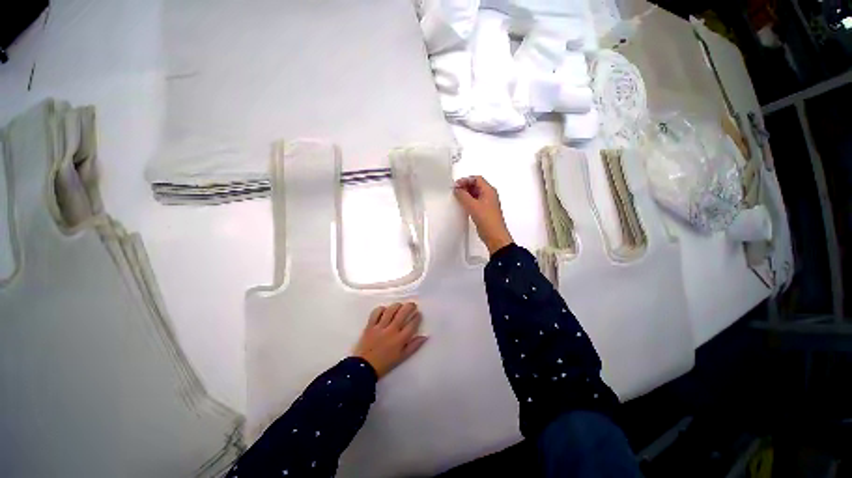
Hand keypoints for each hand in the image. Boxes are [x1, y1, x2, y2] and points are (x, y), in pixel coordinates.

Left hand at [353, 303, 427, 378]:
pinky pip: (376, 313)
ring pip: (390, 310)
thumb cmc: (385, 364)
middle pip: (402, 313)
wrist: (363, 368)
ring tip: (400, 305)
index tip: (418, 314)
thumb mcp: (402, 357)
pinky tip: (384, 309)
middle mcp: (391, 331)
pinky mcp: (370, 326)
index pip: (412, 324)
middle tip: (412, 305)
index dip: (417, 317)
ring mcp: (380, 327)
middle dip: (409, 306)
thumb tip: (425, 336)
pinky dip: (381, 309)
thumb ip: (414, 346)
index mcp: (400, 339)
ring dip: (397, 305)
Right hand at [454, 176, 512, 253]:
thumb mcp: (472, 205)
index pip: (476, 179)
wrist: (494, 235)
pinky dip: (468, 201)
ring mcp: (487, 203)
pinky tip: (463, 205)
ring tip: (458, 197)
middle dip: (465, 186)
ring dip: (466, 194)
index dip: (465, 180)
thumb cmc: (488, 221)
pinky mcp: (484, 211)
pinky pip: (475, 202)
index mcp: (489, 190)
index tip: (457, 185)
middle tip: (456, 190)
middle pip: (476, 185)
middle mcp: (489, 195)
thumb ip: (463, 196)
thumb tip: (457, 190)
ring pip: (475, 194)